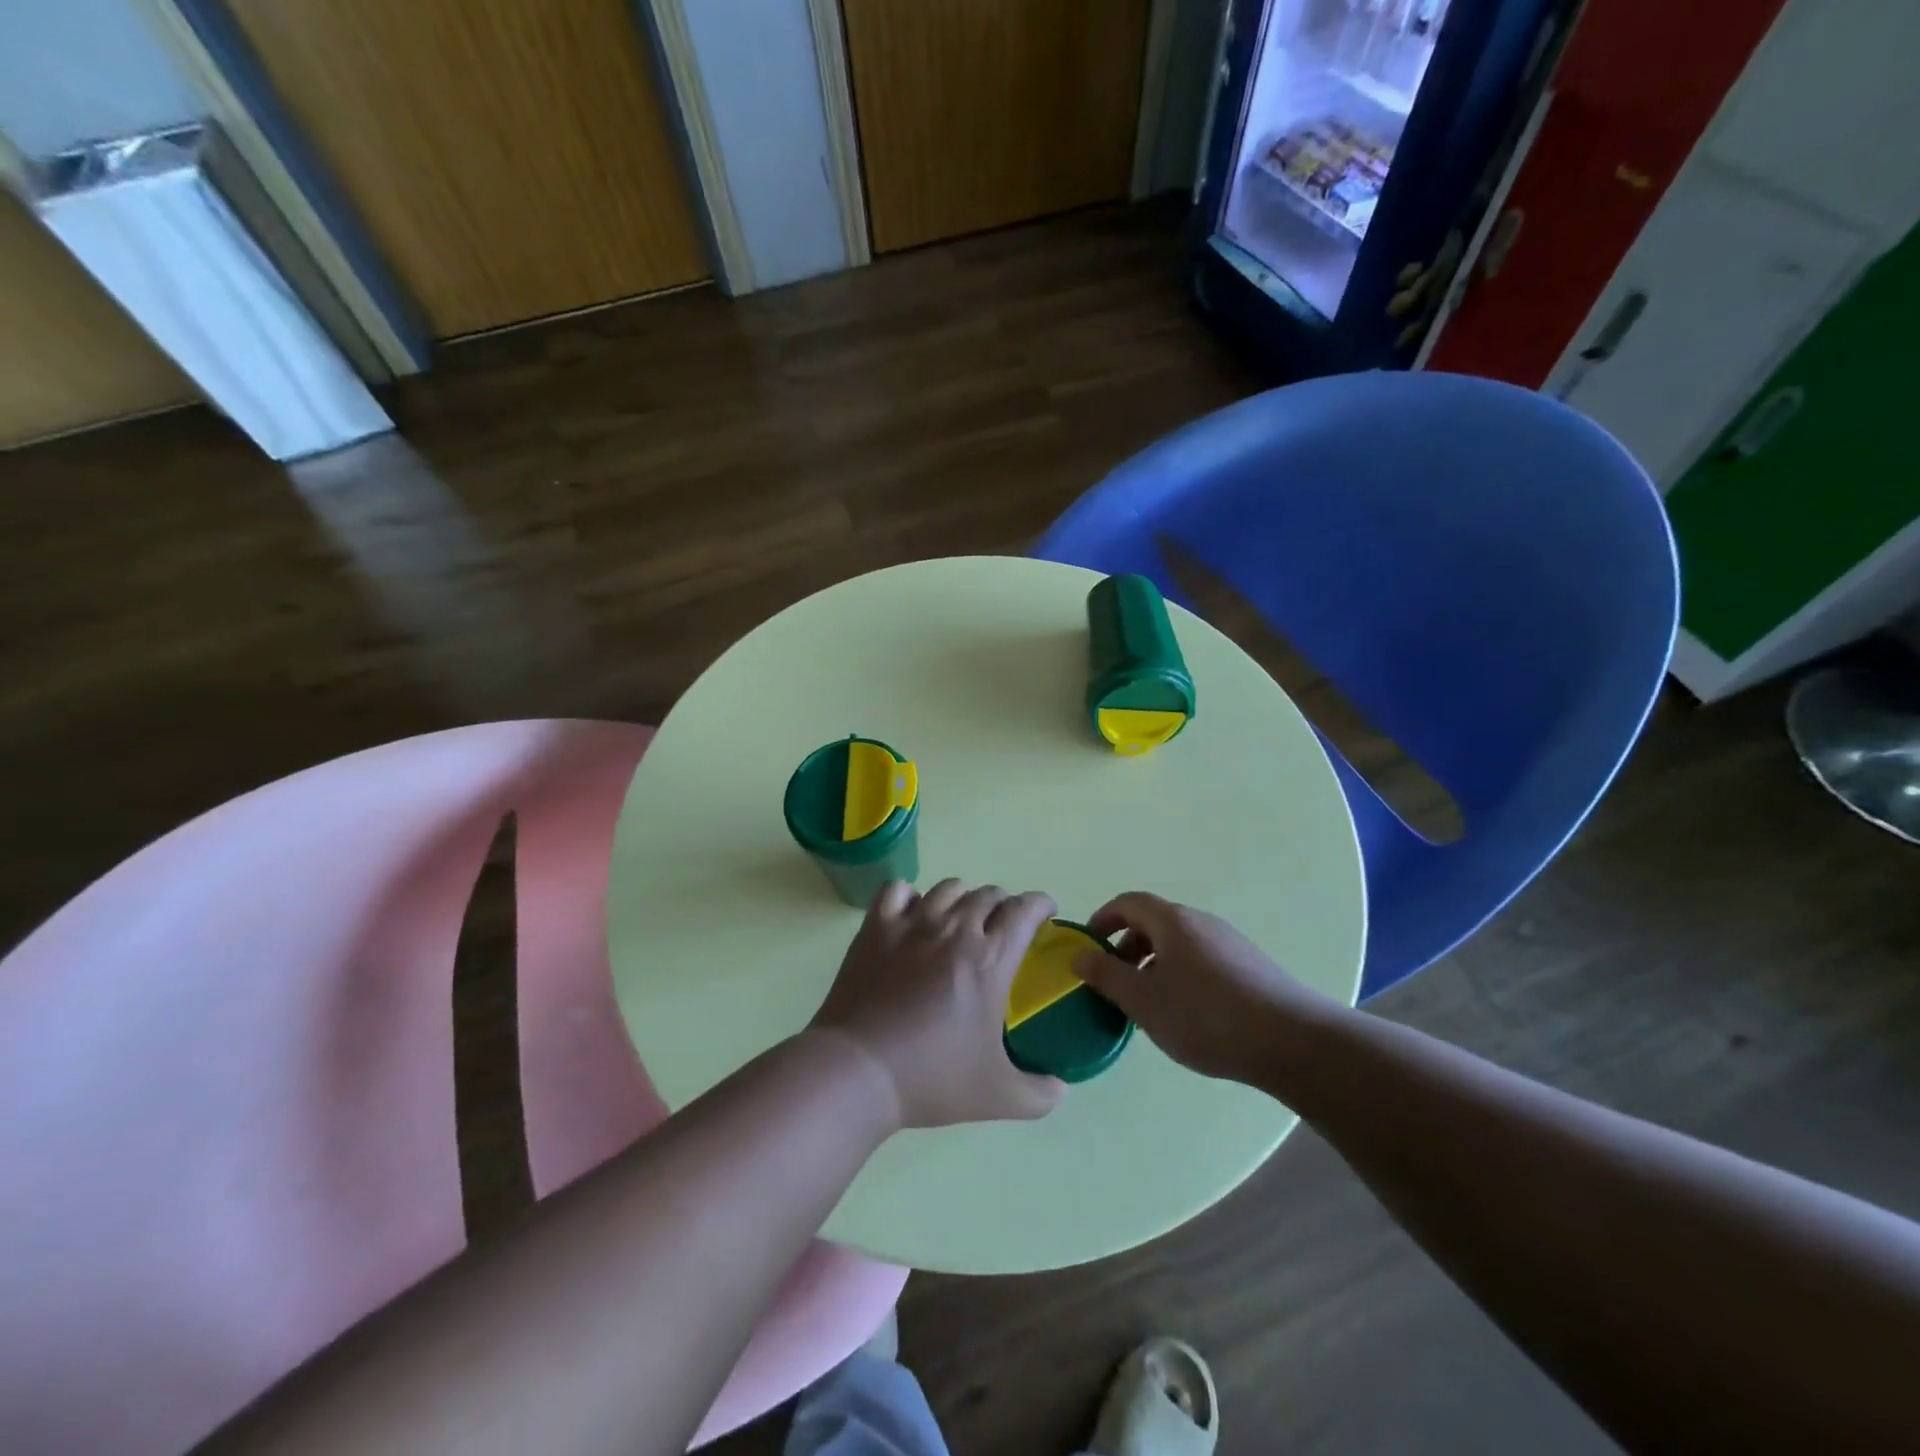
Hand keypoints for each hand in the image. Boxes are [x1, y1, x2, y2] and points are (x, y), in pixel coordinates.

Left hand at [809, 879, 1066, 1129]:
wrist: (858, 1071)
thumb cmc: (932, 1078)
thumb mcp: (998, 1096)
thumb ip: (1038, 1094)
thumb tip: (1061, 1090)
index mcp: (990, 959)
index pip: (1024, 909)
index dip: (1040, 904)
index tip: (1045, 911)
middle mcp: (954, 929)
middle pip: (988, 894)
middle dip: (1004, 904)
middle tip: (1003, 926)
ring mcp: (912, 923)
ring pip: (948, 888)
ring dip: (963, 898)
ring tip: (961, 918)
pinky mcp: (876, 927)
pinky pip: (897, 890)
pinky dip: (910, 895)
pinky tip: (912, 914)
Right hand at [1075, 892, 1336, 1085]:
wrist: (1291, 1041)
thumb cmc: (1206, 1016)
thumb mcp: (1144, 1000)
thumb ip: (1106, 976)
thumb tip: (1079, 955)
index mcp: (1172, 921)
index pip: (1128, 902)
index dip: (1102, 920)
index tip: (1088, 948)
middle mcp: (1201, 922)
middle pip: (1153, 922)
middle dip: (1126, 948)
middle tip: (1113, 983)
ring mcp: (1229, 942)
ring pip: (1178, 944)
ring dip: (1153, 965)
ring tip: (1147, 1004)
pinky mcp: (1249, 966)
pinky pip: (1201, 960)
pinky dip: (1180, 976)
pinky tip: (1186, 1014)